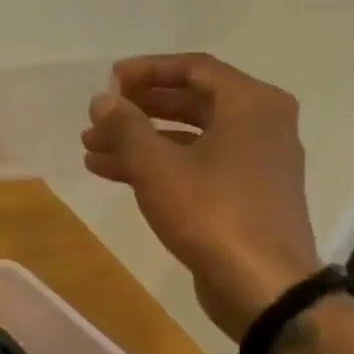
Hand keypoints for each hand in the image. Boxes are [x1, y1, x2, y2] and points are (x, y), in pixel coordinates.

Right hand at [82, 53, 320, 338]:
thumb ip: (125, 126)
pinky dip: (158, 164)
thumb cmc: (211, 212)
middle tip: (99, 116)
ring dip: (140, 140)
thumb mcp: (156, 165)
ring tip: (92, 148)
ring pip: (189, 137)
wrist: (262, 285)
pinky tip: (112, 173)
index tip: (109, 80)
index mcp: (251, 105)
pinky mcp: (244, 194)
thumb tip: (102, 100)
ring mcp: (255, 162)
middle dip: (138, 109)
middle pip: (191, 102)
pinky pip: (195, 164)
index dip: (147, 70)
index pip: (194, 68)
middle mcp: (261, 125)